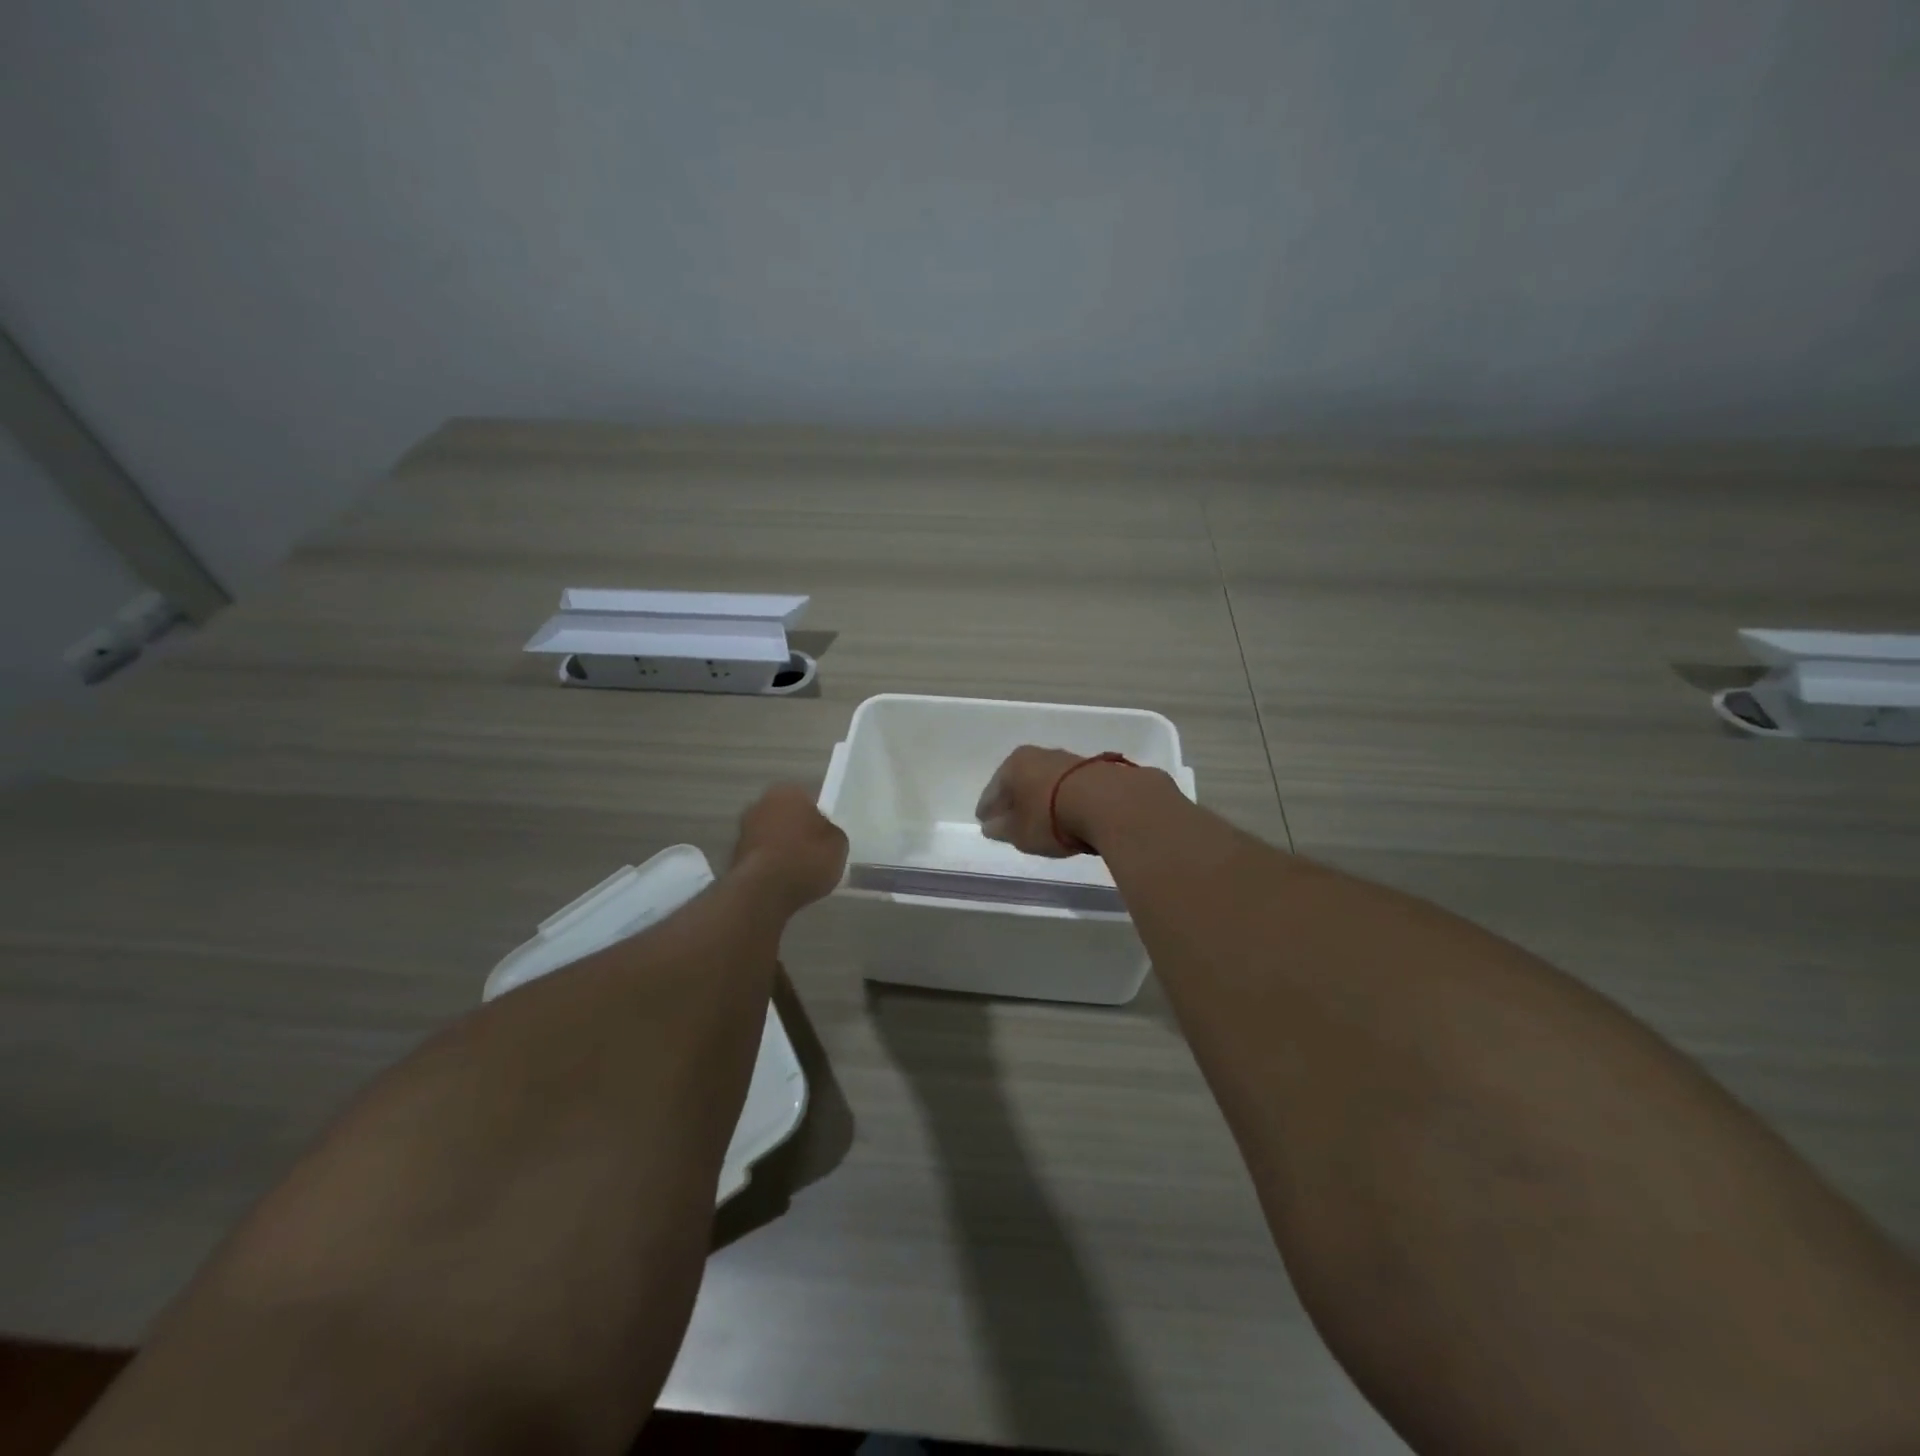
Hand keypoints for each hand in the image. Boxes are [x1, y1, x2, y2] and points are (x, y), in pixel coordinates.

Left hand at [732, 784, 848, 910]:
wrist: (765, 891)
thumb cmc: (807, 859)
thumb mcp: (838, 844)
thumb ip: (830, 832)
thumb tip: (822, 833)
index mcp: (788, 792)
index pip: (808, 801)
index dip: (817, 821)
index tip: (823, 839)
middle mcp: (761, 804)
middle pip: (785, 816)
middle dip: (795, 830)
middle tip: (811, 852)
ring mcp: (744, 829)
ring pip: (770, 835)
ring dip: (780, 847)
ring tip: (797, 870)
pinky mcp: (733, 855)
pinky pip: (761, 855)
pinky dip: (769, 864)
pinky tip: (781, 880)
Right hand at [974, 746, 1134, 856]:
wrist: (1108, 803)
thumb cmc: (1051, 817)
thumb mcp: (1019, 832)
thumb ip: (1001, 829)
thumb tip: (990, 826)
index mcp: (1013, 765)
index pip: (992, 791)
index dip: (987, 808)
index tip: (984, 822)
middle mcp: (1038, 755)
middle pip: (1018, 782)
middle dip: (1013, 801)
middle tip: (1009, 821)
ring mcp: (1067, 760)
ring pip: (1044, 783)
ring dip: (1039, 799)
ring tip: (1039, 820)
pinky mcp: (1093, 770)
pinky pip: (1066, 788)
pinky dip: (1061, 800)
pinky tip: (1064, 815)